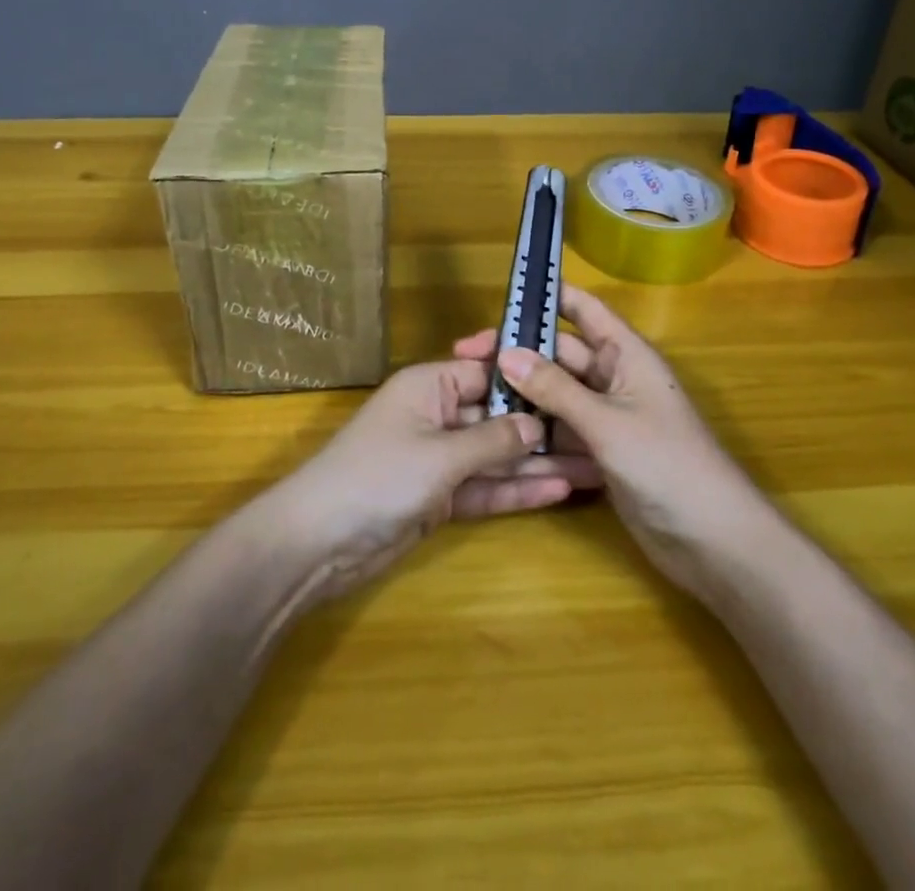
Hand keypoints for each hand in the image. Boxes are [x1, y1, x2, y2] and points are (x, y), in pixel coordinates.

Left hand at [259, 358, 592, 601]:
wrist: (318, 543)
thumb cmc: (378, 477)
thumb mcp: (440, 455)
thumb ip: (492, 440)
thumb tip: (537, 424)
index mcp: (429, 385)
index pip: (487, 371)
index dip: (528, 378)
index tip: (576, 382)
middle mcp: (436, 415)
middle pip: (497, 416)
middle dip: (542, 427)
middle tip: (597, 435)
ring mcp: (438, 459)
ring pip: (495, 456)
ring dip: (537, 464)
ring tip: (593, 467)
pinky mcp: (439, 498)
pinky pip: (484, 487)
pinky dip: (515, 490)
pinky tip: (558, 491)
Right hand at [455, 283, 761, 599]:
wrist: (715, 542)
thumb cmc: (668, 465)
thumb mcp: (607, 422)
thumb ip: (555, 389)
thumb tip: (506, 353)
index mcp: (626, 355)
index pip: (584, 309)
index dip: (549, 295)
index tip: (504, 294)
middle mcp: (614, 378)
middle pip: (560, 353)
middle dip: (519, 352)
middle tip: (466, 358)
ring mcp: (607, 417)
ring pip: (556, 393)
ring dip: (522, 393)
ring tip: (473, 395)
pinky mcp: (600, 452)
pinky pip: (561, 429)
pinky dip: (535, 429)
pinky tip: (498, 434)